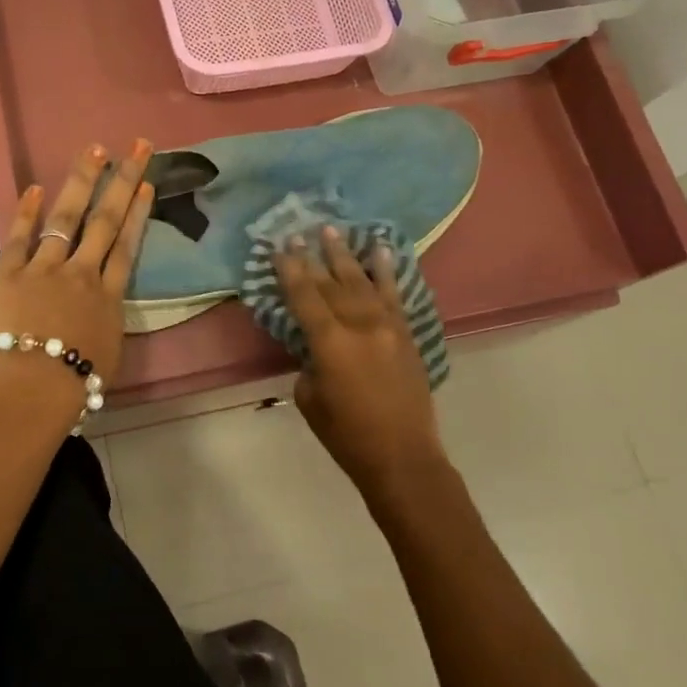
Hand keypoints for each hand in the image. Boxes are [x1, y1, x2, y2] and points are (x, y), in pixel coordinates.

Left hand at [0, 139, 154, 422]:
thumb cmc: (72, 387)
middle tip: (136, 147)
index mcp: (108, 298)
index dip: (138, 213)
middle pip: (106, 220)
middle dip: (123, 181)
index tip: (147, 184)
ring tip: (94, 150)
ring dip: (81, 181)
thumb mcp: (106, 356)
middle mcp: (81, 274)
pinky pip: (20, 237)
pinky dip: (27, 211)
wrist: (30, 389)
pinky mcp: (10, 273)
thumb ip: (105, 324)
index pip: (126, 246)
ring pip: (67, 217)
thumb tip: (101, 310)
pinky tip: (35, 187)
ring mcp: (45, 269)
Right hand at [275, 227, 444, 495]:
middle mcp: (359, 325)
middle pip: (331, 283)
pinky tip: (381, 251)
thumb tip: (316, 344)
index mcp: (330, 343)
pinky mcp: (406, 334)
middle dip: (313, 256)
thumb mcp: (310, 398)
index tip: (280, 246)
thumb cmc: (346, 435)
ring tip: (332, 230)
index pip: (304, 296)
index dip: (290, 269)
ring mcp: (387, 327)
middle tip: (300, 231)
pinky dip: (387, 271)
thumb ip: (310, 361)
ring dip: (345, 255)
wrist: (402, 456)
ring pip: (362, 282)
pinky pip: (394, 295)